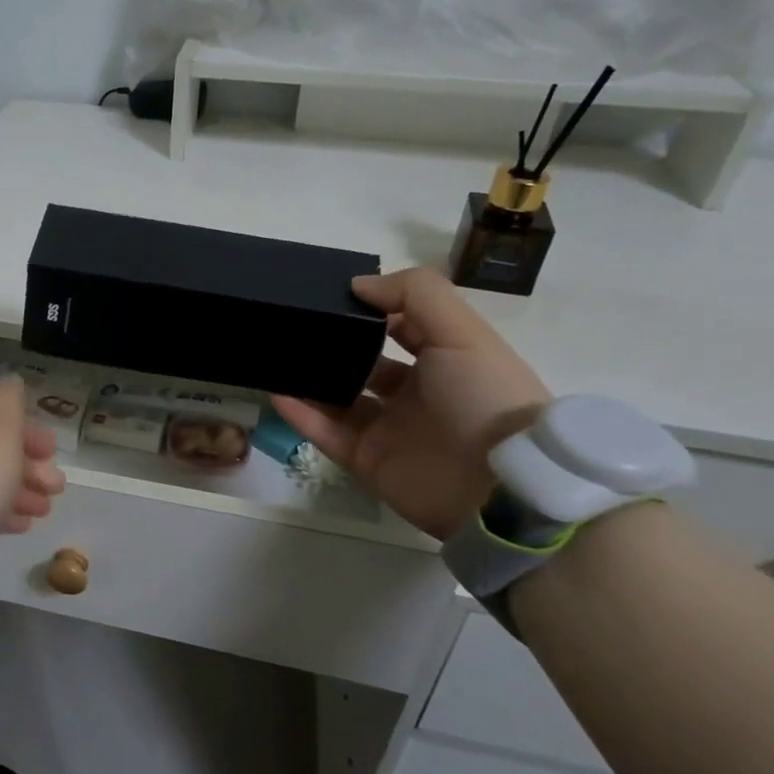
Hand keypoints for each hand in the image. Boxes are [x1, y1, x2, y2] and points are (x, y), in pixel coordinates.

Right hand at [273, 269, 550, 540]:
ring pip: (338, 399)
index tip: (331, 296)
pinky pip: (326, 433)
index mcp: (444, 361)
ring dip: (309, 380)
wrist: (499, 488)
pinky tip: (276, 392)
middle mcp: (416, 394)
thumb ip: (415, 295)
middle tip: (294, 327)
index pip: (400, 327)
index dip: (371, 310)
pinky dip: (300, 414)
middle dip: (333, 347)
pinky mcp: (367, 460)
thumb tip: (357, 285)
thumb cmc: (484, 397)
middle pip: (363, 364)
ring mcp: (389, 429)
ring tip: (274, 357)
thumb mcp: (462, 332)